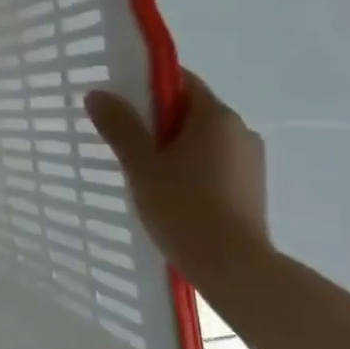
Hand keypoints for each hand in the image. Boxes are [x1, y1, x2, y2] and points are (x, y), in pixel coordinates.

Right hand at [85, 71, 269, 280]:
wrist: (232, 266)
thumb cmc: (183, 207)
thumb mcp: (141, 165)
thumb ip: (120, 126)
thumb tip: (98, 93)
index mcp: (216, 116)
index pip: (181, 81)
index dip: (148, 87)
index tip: (120, 104)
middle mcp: (240, 130)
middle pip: (191, 110)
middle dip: (157, 121)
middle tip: (123, 142)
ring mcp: (250, 160)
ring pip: (202, 139)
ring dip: (173, 147)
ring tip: (143, 172)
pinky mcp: (251, 187)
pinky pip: (214, 163)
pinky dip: (190, 168)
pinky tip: (170, 193)